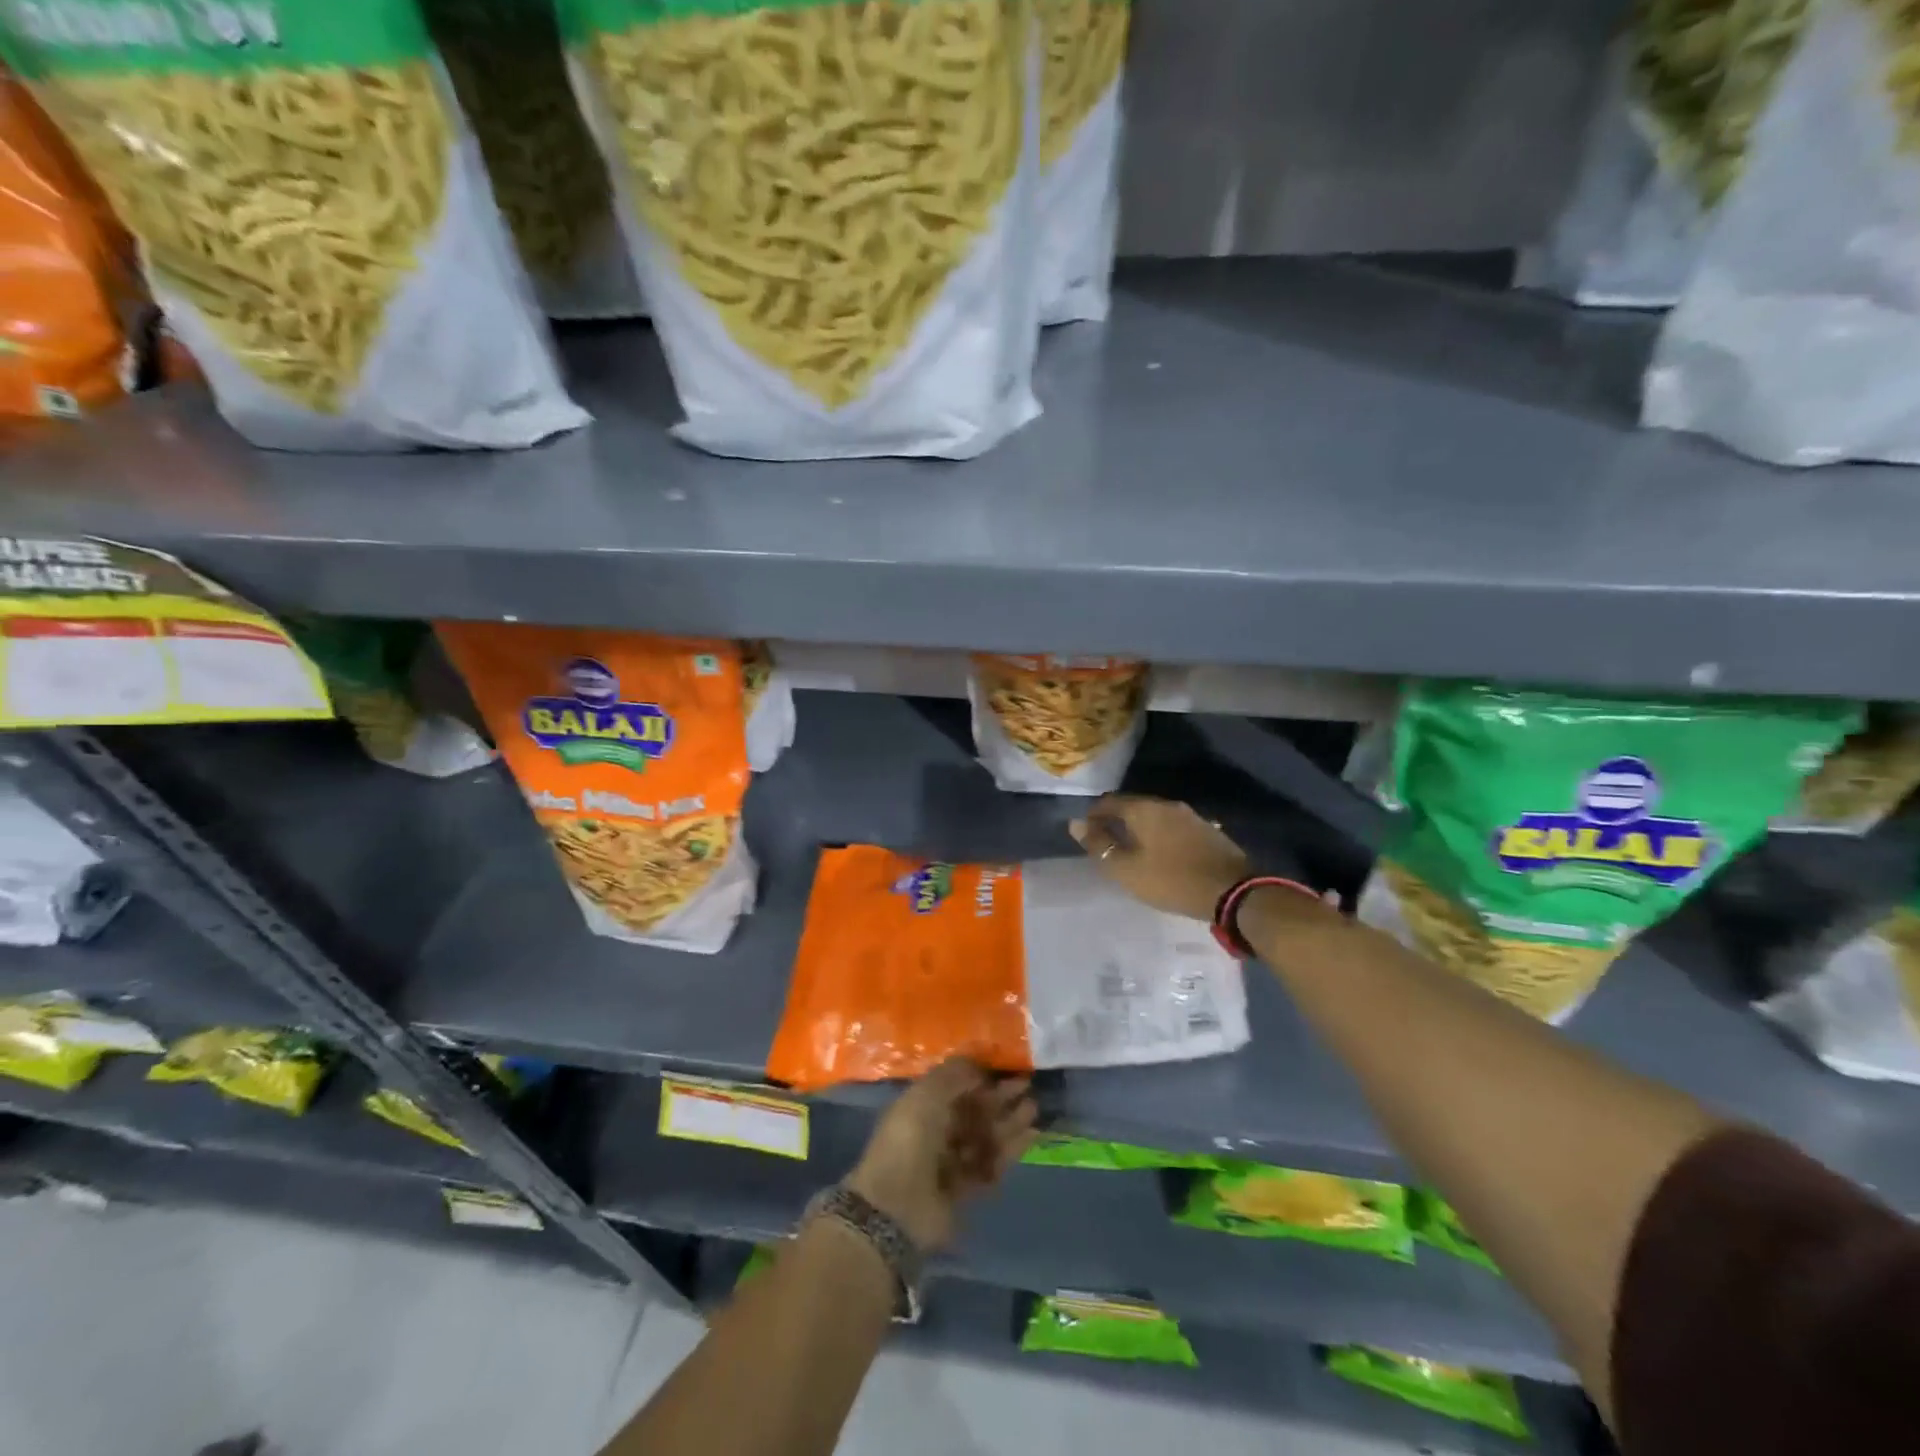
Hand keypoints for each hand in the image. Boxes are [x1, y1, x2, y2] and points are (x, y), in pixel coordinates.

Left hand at [846, 1058, 1036, 1251]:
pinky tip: (1031, 1135)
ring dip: (1008, 1121)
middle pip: (973, 1111)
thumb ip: (953, 1075)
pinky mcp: (966, 1190)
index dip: (979, 1076)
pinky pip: (992, 1164)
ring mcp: (950, 1162)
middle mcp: (936, 1131)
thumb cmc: (909, 1140)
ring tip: (1033, 1108)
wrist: (897, 1206)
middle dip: (999, 1098)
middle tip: (1027, 1085)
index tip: (1005, 1067)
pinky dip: (1010, 1149)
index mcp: (921, 1105)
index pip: (955, 1087)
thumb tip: (978, 1062)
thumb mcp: (927, 1094)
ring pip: (985, 1136)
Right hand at [1070, 794, 1249, 920]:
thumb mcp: (1126, 869)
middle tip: (1106, 842)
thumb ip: (1099, 845)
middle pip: (1132, 805)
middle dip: (1116, 819)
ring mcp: (1190, 815)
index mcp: (1143, 809)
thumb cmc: (1171, 880)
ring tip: (1131, 848)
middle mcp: (1166, 804)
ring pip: (1154, 815)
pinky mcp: (1206, 829)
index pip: (1108, 802)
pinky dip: (1159, 834)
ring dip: (1139, 827)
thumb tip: (1075, 824)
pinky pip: (1172, 825)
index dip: (1093, 816)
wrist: (1233, 892)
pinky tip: (1160, 852)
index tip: (1086, 834)